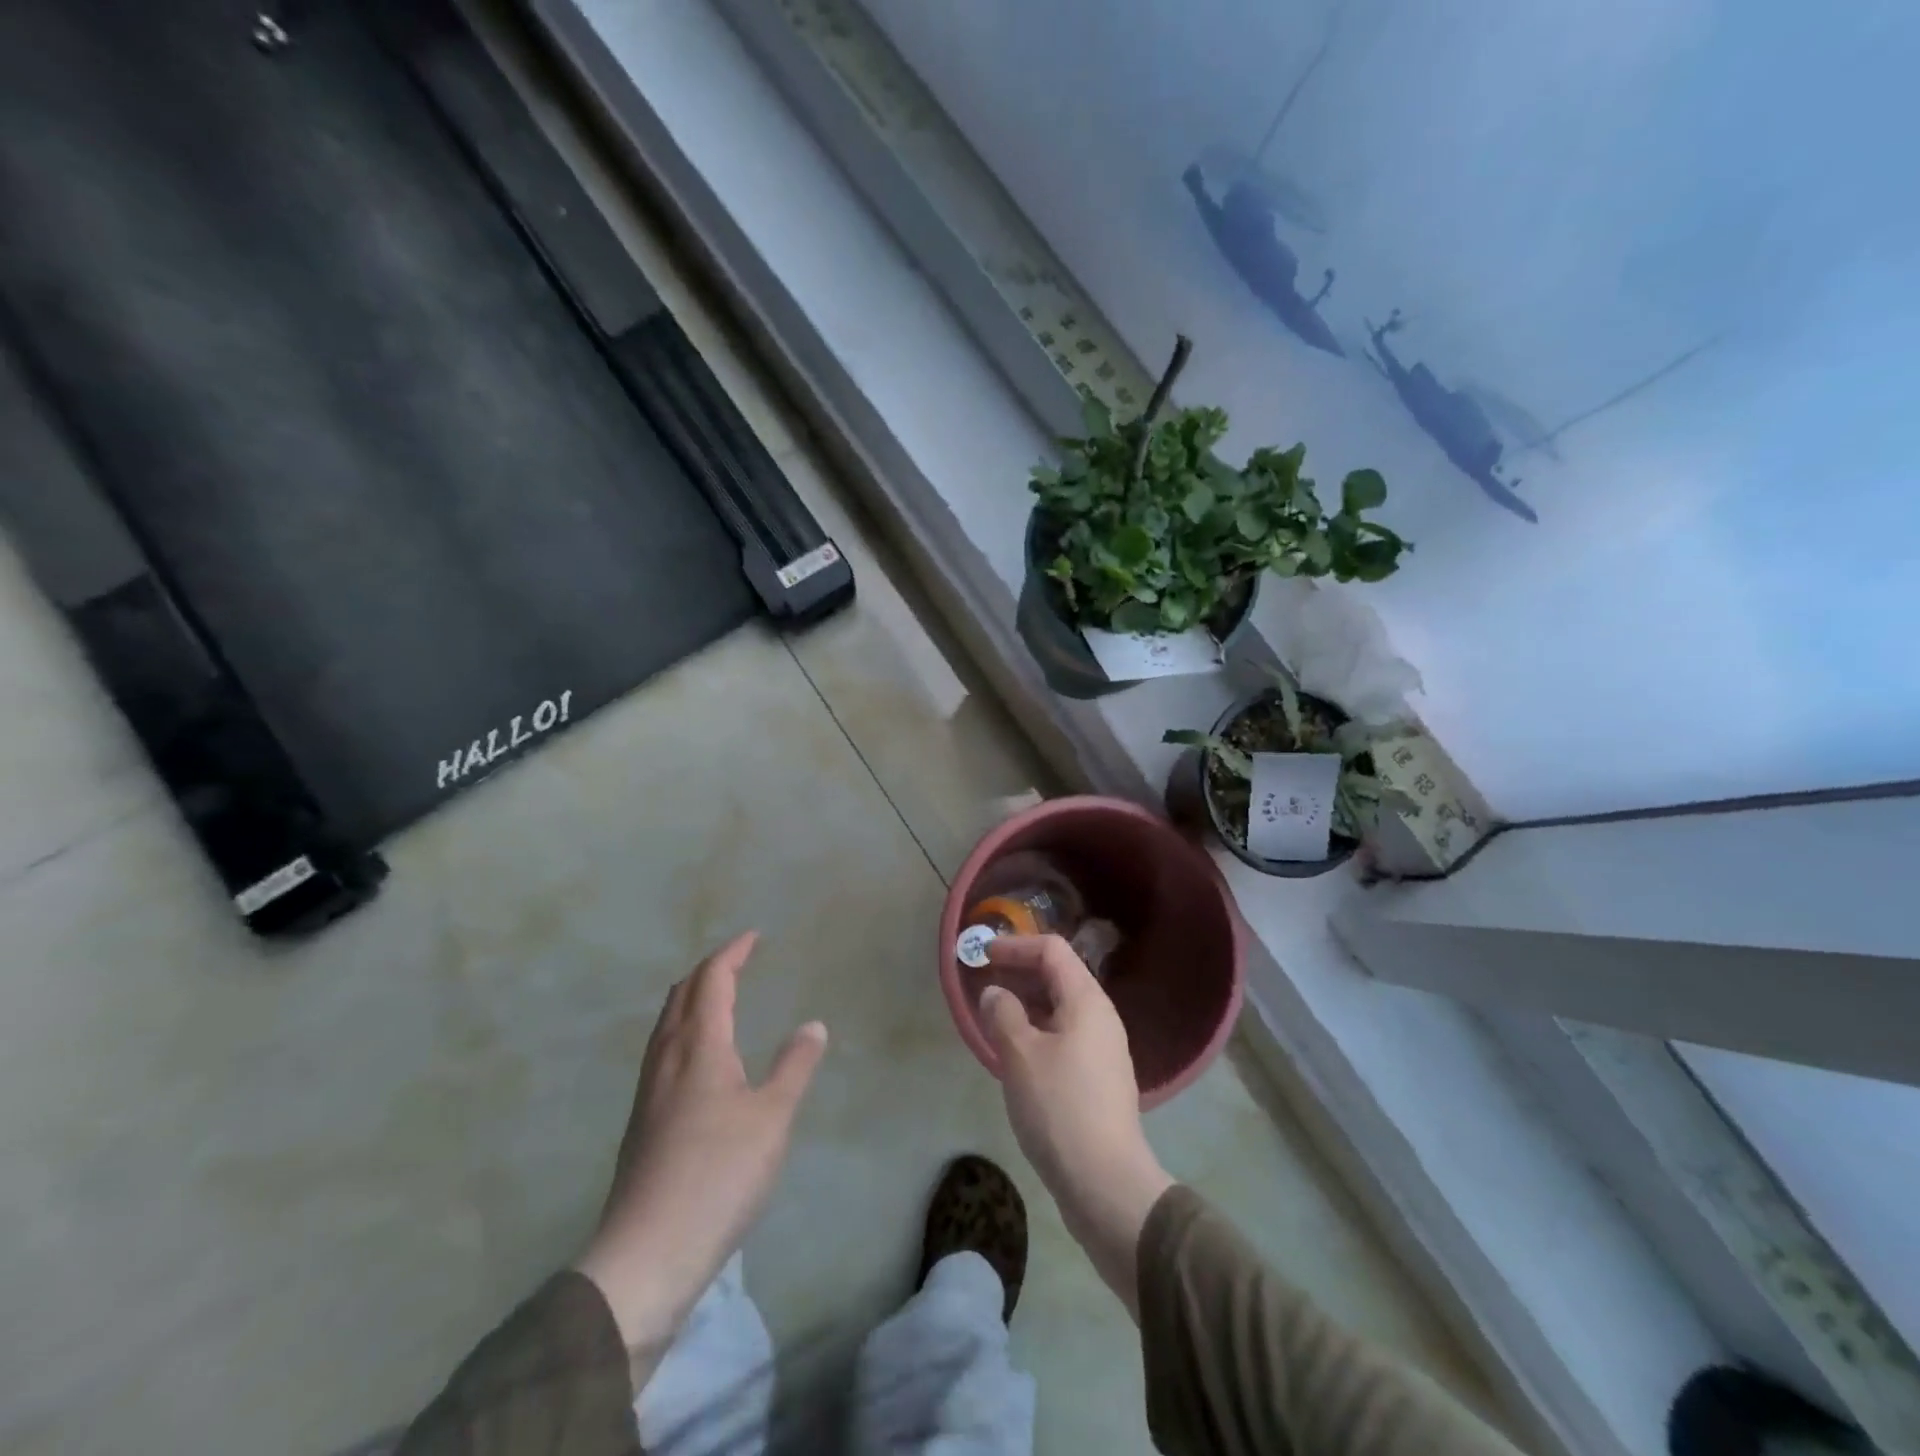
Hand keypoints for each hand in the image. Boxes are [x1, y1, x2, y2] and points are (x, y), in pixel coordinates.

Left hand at [576, 932, 827, 1379]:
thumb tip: (812, 1025)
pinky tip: (696, 1058)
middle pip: (681, 995)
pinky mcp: (641, 1122)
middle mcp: (667, 1058)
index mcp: (699, 1047)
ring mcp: (648, 1091)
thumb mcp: (773, 1119)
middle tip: (737, 961)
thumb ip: (793, 1066)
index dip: (732, 953)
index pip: (712, 980)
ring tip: (717, 998)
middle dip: (708, 970)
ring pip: (666, 1024)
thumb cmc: (718, 1175)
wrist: (646, 1255)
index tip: (754, 937)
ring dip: (691, 998)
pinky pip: (662, 1050)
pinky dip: (682, 1029)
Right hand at [978, 935, 1173, 1316]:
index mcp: (1087, 1001)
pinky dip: (1037, 1030)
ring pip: (1061, 1009)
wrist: (1106, 1184)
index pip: (1052, 950)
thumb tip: (996, 994)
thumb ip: (1003, 1013)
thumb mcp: (1020, 1055)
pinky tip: (1015, 1054)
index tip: (983, 955)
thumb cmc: (1059, 1108)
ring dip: (1027, 1004)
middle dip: (1019, 973)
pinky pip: (1065, 1036)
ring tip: (993, 1016)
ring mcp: (1104, 1050)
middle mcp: (1101, 1017)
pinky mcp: (1099, 1079)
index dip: (1015, 946)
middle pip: (1059, 976)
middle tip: (983, 982)